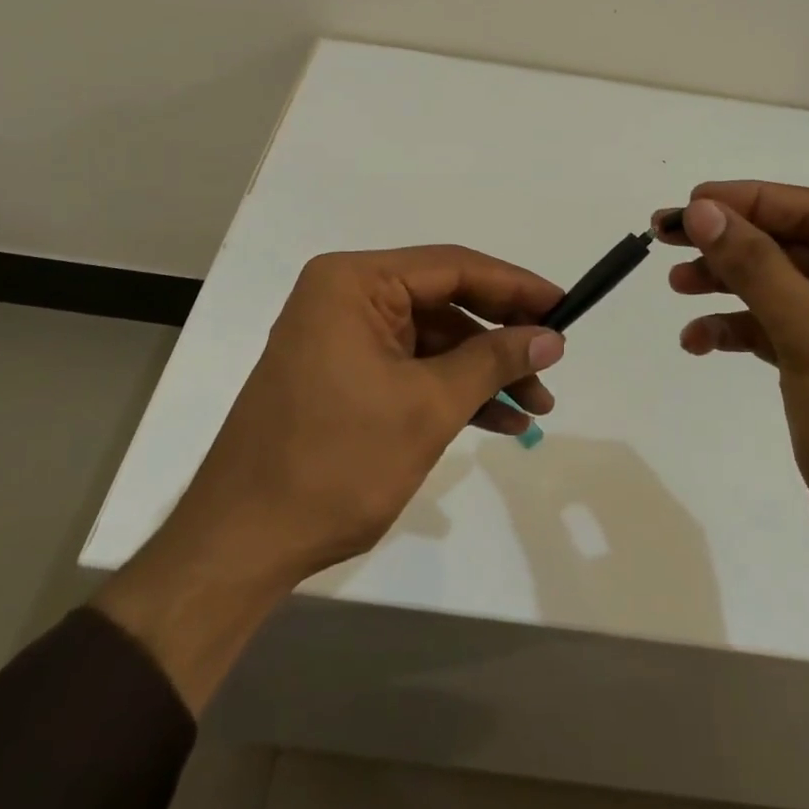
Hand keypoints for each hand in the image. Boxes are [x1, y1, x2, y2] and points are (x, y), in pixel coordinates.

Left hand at [97, 245, 564, 708]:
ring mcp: (342, 338)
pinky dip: (452, 391)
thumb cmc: (336, 462)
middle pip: (444, 302)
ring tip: (538, 406)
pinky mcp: (343, 376)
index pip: (452, 267)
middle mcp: (345, 297)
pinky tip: (499, 421)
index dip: (515, 286)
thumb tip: (551, 336)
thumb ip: (493, 362)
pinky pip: (411, 369)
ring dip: (483, 372)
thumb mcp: (427, 406)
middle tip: (554, 362)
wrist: (243, 542)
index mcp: (354, 282)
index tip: (564, 307)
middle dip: (502, 338)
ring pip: (433, 341)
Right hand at [654, 181, 808, 608]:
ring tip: (676, 287)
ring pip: (781, 290)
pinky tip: (697, 342)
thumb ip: (756, 266)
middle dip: (732, 244)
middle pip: (795, 248)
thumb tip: (704, 211)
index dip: (752, 201)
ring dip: (728, 285)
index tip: (692, 203)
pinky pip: (778, 333)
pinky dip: (738, 331)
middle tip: (667, 237)